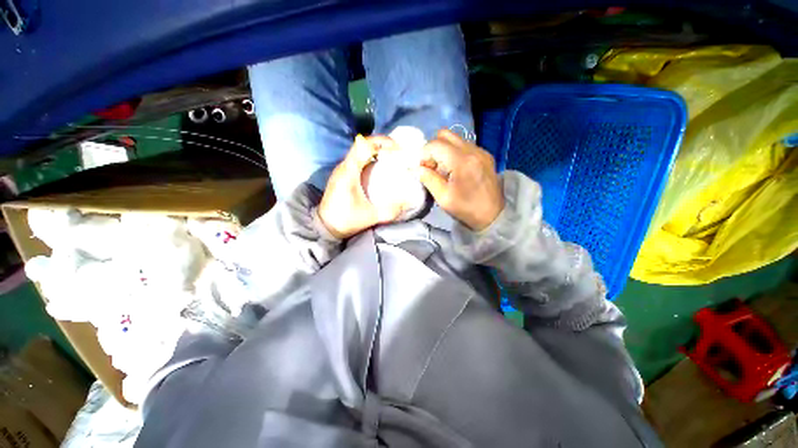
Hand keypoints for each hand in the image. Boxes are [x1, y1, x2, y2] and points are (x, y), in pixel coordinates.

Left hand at [318, 135, 402, 238]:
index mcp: (349, 172)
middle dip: (382, 144)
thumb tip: (408, 204)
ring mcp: (341, 170)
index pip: (363, 145)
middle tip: (398, 152)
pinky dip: (370, 158)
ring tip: (392, 157)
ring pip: (359, 151)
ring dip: (376, 150)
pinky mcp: (342, 175)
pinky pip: (357, 159)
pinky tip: (380, 167)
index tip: (397, 148)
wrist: (325, 227)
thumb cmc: (345, 220)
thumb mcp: (370, 217)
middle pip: (362, 145)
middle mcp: (343, 166)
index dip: (381, 142)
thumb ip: (390, 211)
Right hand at [419, 130, 503, 230]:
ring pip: (455, 139)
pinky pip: (464, 146)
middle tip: (432, 166)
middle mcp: (473, 150)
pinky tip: (455, 170)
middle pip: (445, 134)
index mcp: (462, 161)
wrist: (494, 216)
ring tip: (443, 170)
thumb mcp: (443, 198)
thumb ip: (429, 179)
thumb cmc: (467, 209)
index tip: (423, 169)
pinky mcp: (485, 155)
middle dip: (433, 148)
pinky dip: (454, 153)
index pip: (435, 144)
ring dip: (443, 150)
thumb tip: (418, 168)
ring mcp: (481, 151)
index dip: (424, 155)